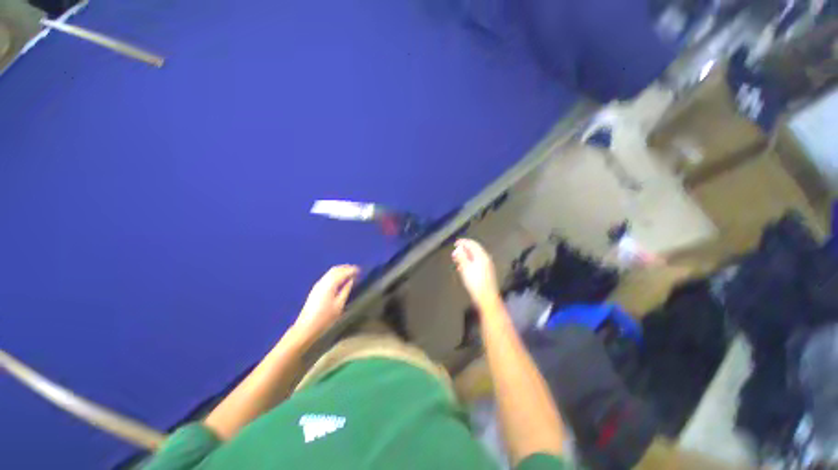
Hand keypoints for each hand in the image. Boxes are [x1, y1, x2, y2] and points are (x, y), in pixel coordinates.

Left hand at [293, 265, 358, 339]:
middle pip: (335, 269)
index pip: (343, 272)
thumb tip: (351, 280)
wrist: (306, 327)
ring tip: (350, 274)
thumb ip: (346, 290)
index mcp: (330, 285)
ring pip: (330, 272)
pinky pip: (327, 276)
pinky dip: (335, 275)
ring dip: (341, 271)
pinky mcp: (315, 289)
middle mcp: (323, 282)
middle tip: (356, 270)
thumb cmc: (325, 318)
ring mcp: (318, 285)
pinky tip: (340, 280)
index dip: (352, 270)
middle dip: (346, 268)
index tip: (360, 271)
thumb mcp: (339, 305)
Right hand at [452, 239, 500, 307]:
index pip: (472, 244)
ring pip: (475, 256)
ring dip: (466, 255)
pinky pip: (477, 261)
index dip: (463, 242)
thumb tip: (458, 249)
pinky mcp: (486, 271)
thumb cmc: (476, 284)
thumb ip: (461, 257)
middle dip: (464, 249)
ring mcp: (487, 265)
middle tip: (456, 251)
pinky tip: (464, 266)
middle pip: (474, 249)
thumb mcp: (465, 269)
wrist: (486, 297)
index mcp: (482, 256)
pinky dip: (469, 261)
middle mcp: (486, 259)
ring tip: (458, 258)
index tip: (456, 243)